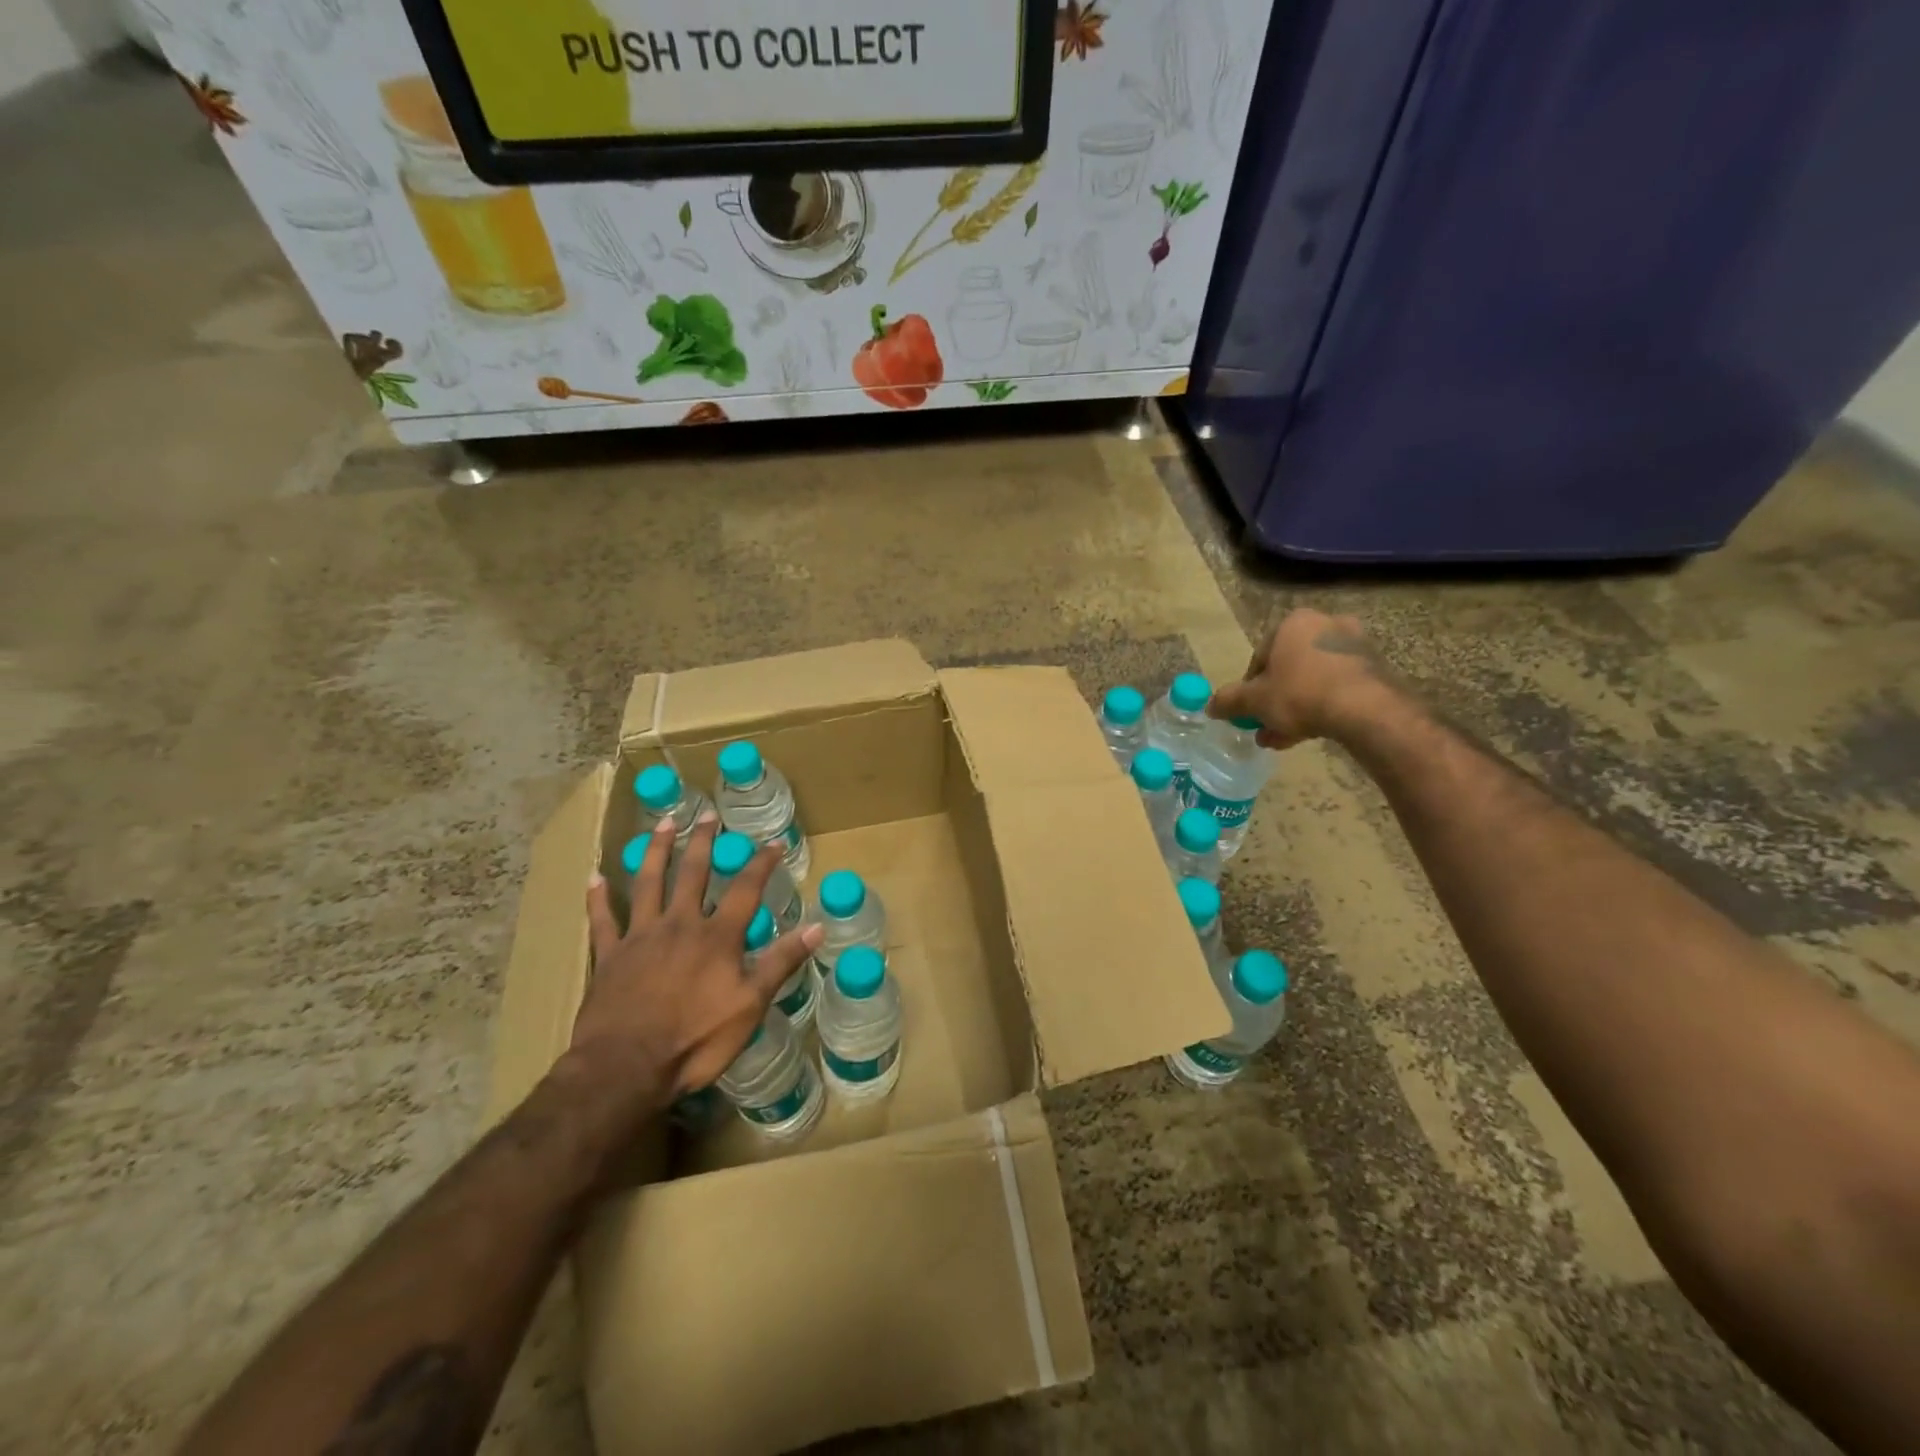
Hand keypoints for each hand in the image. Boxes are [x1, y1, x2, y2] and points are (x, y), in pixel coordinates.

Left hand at [576, 813, 821, 1106]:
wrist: (625, 1067)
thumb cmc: (695, 1040)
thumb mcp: (750, 1005)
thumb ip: (781, 963)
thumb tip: (818, 927)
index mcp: (717, 937)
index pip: (746, 889)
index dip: (761, 864)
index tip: (773, 843)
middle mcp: (680, 925)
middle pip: (693, 873)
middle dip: (703, 842)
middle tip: (708, 816)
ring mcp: (641, 937)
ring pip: (648, 883)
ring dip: (656, 851)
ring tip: (662, 824)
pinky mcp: (609, 956)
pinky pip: (602, 920)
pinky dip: (599, 898)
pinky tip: (595, 877)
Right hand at [1209, 609, 1397, 748]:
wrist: (1366, 709)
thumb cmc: (1300, 694)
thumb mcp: (1255, 701)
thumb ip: (1230, 701)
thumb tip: (1210, 706)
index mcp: (1293, 623)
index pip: (1261, 655)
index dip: (1251, 687)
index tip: (1250, 710)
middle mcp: (1325, 624)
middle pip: (1289, 667)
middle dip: (1276, 699)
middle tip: (1267, 726)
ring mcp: (1355, 644)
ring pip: (1314, 679)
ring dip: (1297, 706)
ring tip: (1286, 738)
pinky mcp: (1376, 666)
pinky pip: (1338, 686)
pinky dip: (1324, 705)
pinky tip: (1314, 732)